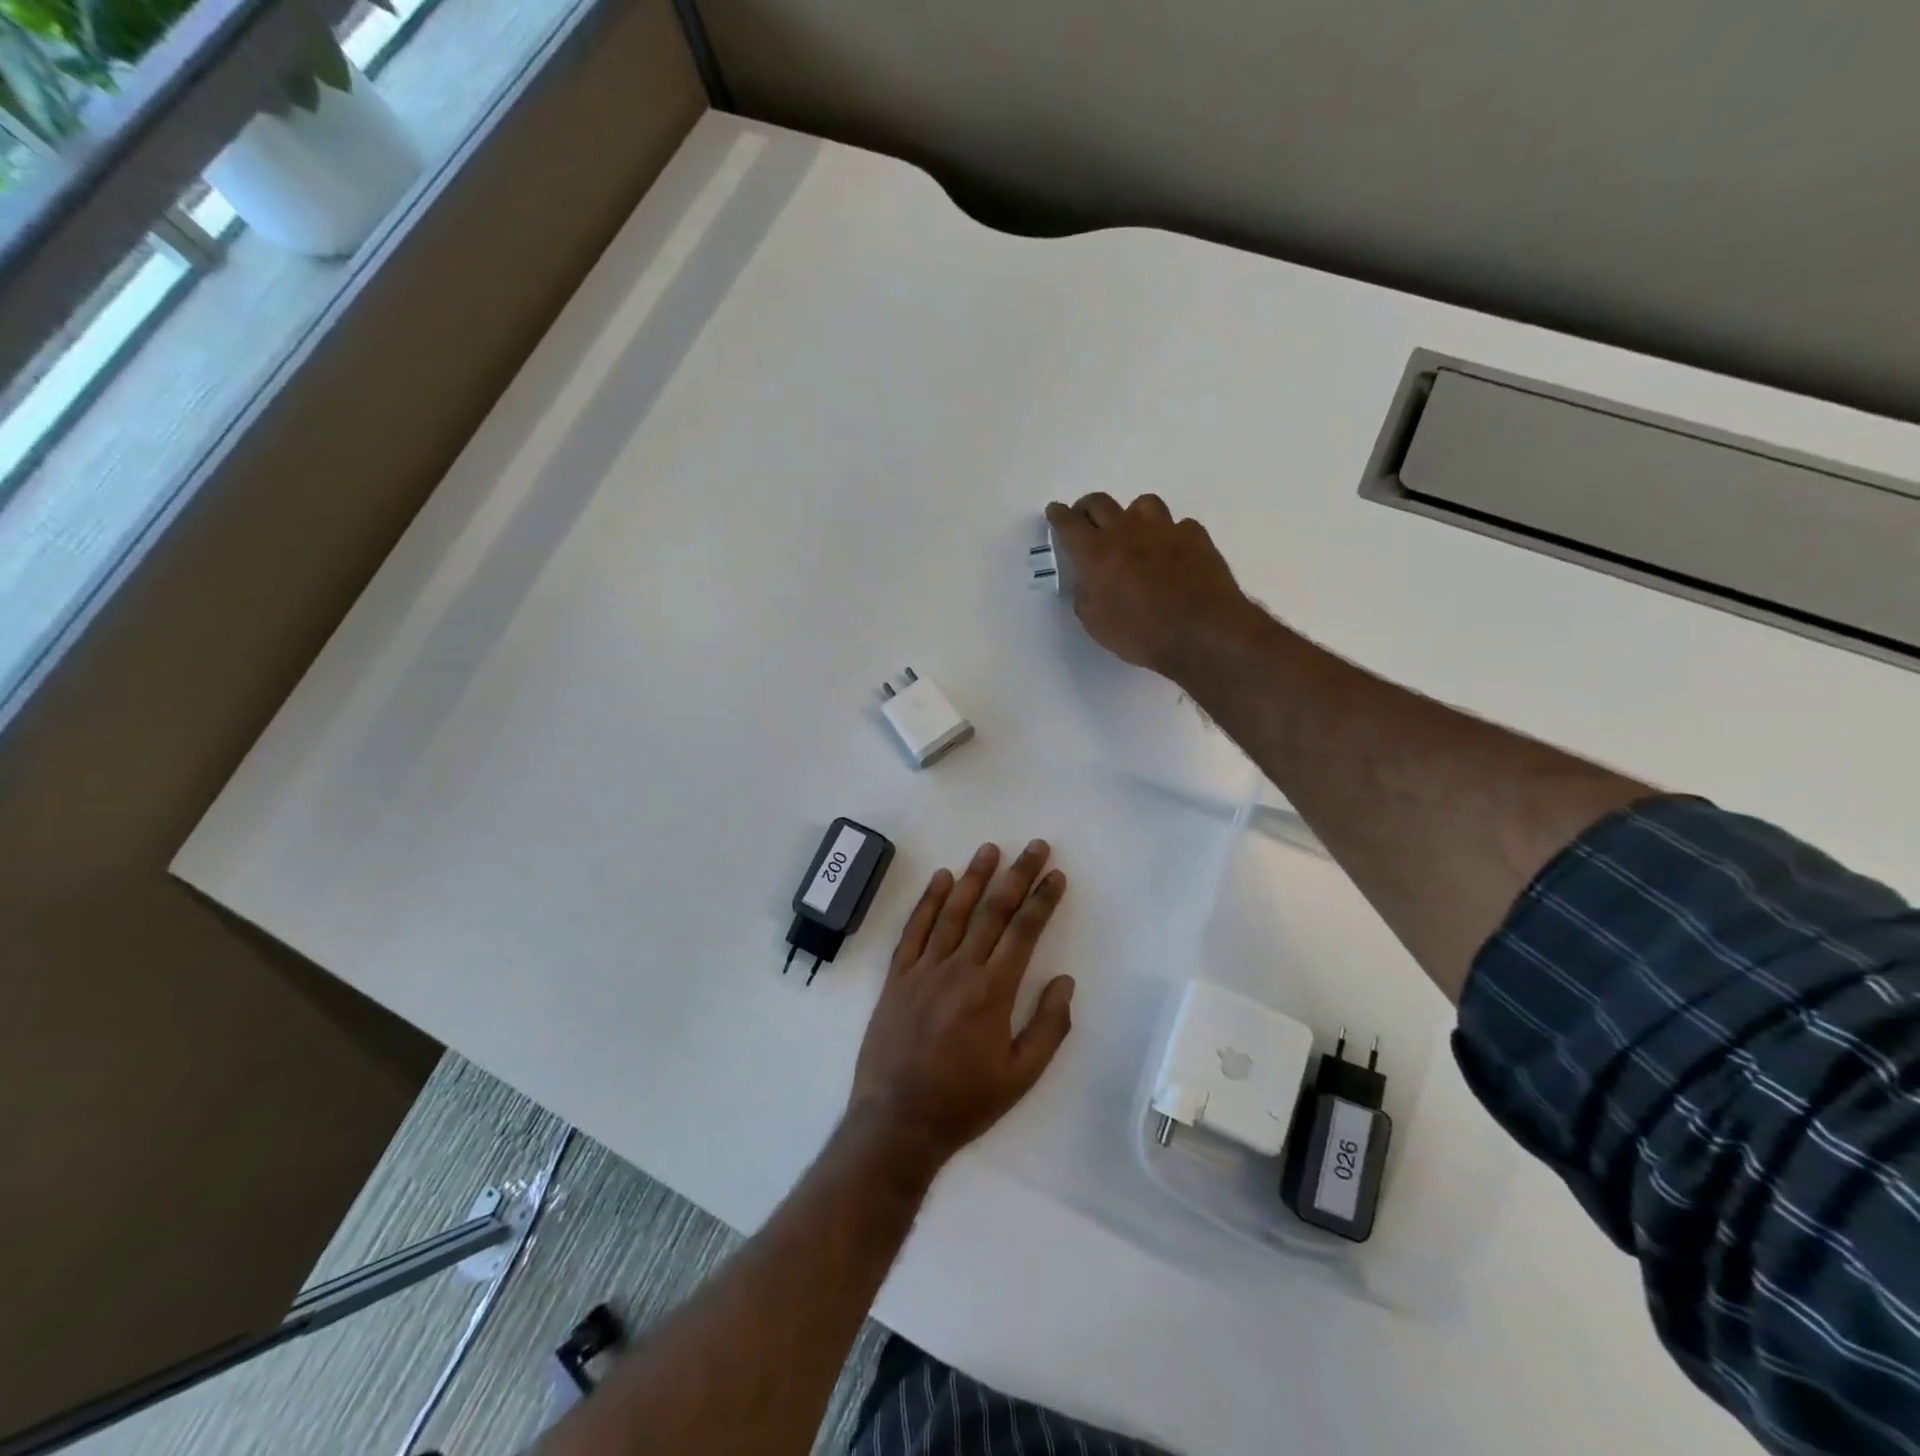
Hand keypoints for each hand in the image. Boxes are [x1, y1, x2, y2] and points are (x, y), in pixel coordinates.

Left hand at [848, 840, 1073, 1168]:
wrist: (896, 1122)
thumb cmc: (964, 1102)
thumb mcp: (1020, 1077)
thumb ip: (1048, 1027)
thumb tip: (1065, 981)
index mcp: (992, 992)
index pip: (1023, 932)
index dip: (1042, 901)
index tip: (1056, 876)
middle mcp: (959, 969)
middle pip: (993, 912)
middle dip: (1017, 876)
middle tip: (1034, 847)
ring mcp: (923, 969)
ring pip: (953, 912)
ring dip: (974, 877)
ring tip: (990, 849)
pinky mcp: (897, 976)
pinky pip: (914, 930)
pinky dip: (928, 902)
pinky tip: (941, 879)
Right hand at [1045, 493, 1256, 680]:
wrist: (1205, 632)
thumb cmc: (1144, 635)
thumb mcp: (1099, 627)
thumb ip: (1085, 600)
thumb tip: (1086, 585)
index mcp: (1097, 554)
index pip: (1069, 524)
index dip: (1059, 515)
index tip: (1055, 511)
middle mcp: (1127, 532)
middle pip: (1100, 503)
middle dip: (1087, 509)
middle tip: (1086, 521)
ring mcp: (1164, 529)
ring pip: (1141, 504)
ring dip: (1131, 515)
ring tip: (1133, 533)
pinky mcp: (1195, 535)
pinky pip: (1176, 525)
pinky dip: (1168, 535)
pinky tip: (1172, 553)